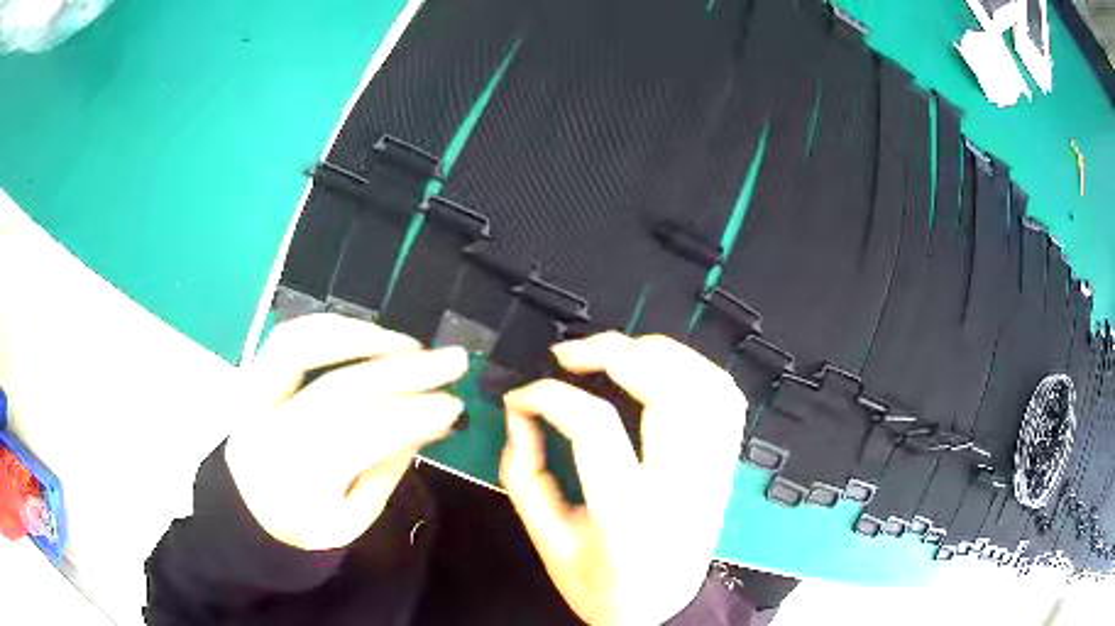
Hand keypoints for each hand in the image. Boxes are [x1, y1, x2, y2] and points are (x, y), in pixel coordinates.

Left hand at [225, 314, 467, 550]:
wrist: (248, 516)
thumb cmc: (306, 527)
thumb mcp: (355, 517)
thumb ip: (390, 466)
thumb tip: (435, 418)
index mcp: (299, 480)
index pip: (364, 434)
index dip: (415, 413)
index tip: (456, 403)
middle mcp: (270, 430)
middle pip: (339, 386)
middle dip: (404, 370)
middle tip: (452, 360)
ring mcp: (252, 397)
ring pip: (301, 345)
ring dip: (361, 336)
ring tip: (408, 344)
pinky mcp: (250, 377)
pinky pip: (286, 338)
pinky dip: (328, 327)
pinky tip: (364, 334)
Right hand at [500, 333, 745, 625]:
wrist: (662, 612)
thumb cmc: (602, 587)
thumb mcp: (549, 544)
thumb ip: (525, 478)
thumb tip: (521, 417)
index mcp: (630, 514)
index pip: (594, 426)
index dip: (549, 396)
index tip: (521, 398)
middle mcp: (681, 486)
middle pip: (666, 392)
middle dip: (614, 353)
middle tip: (570, 354)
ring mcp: (713, 472)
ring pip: (705, 386)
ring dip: (658, 353)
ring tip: (616, 352)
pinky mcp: (725, 466)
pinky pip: (727, 400)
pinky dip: (697, 369)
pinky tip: (665, 367)